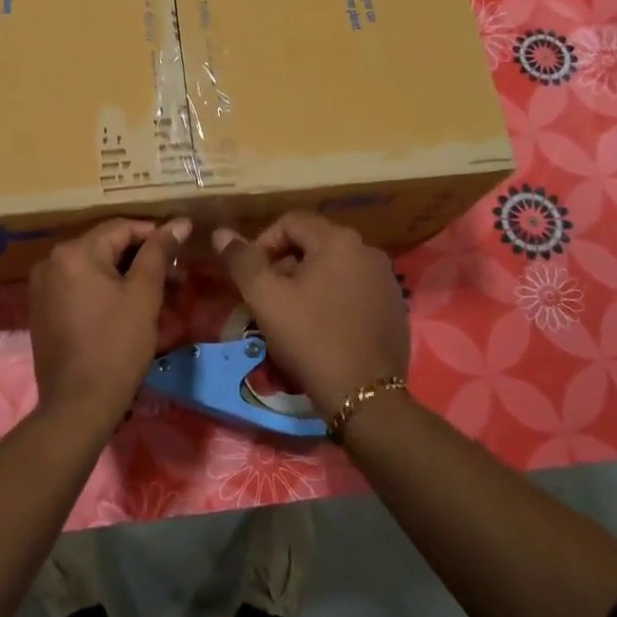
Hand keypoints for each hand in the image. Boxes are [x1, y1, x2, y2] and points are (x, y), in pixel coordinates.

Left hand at [28, 217, 189, 429]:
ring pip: (94, 268)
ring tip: (160, 293)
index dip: (156, 234)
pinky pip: (79, 287)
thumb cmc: (117, 346)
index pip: (121, 227)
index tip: (183, 249)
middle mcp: (51, 261)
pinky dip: (104, 290)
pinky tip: (129, 306)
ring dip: (126, 275)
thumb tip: (180, 222)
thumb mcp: (144, 295)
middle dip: (143, 258)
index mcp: (75, 252)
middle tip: (177, 276)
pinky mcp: (42, 309)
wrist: (78, 404)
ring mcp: (42, 286)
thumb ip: (160, 252)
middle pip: (106, 246)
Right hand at [212, 212, 407, 413]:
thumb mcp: (265, 298)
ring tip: (292, 314)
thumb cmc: (310, 338)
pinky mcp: (394, 305)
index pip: (290, 222)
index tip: (250, 275)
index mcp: (338, 240)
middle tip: (268, 297)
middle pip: (314, 243)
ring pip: (335, 267)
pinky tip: (324, 327)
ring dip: (309, 281)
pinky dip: (334, 297)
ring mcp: (386, 279)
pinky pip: (355, 289)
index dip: (263, 242)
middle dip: (285, 264)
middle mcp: (368, 250)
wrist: (363, 394)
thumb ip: (242, 260)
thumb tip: (221, 232)